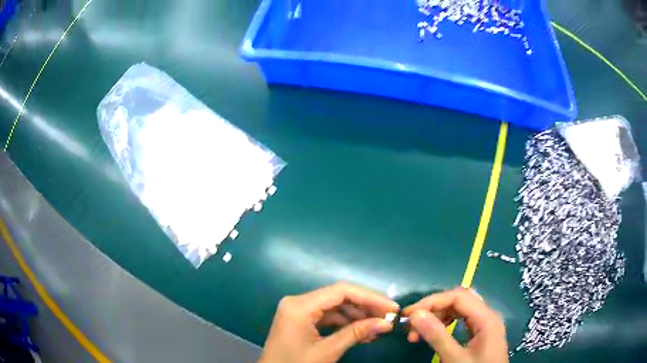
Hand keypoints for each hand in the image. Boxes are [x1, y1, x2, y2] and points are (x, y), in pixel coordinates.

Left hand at [259, 282, 399, 362]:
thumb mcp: (327, 351)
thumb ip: (356, 334)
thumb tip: (386, 324)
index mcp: (300, 306)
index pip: (341, 291)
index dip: (370, 297)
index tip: (391, 308)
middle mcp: (298, 302)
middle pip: (339, 297)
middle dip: (365, 307)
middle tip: (388, 318)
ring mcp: (299, 310)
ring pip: (335, 307)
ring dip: (357, 316)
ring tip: (378, 328)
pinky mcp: (301, 320)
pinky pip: (328, 316)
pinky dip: (345, 323)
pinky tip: (362, 332)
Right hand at [403, 288, 508, 362]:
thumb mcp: (455, 358)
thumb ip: (437, 336)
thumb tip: (415, 315)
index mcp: (486, 318)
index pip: (458, 297)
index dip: (432, 301)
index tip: (409, 314)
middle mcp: (488, 316)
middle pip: (460, 300)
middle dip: (434, 309)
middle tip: (412, 323)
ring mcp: (485, 324)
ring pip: (460, 310)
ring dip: (438, 317)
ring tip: (418, 332)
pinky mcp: (481, 334)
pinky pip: (462, 320)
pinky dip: (445, 324)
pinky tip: (434, 334)